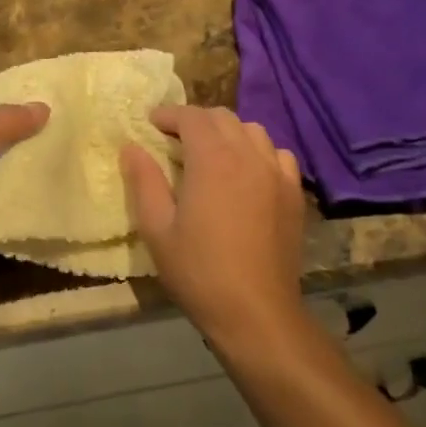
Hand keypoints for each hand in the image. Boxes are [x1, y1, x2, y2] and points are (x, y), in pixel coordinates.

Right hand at [120, 105, 305, 343]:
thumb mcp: (157, 228)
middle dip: (195, 120)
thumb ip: (144, 181)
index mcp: (212, 159)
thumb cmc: (198, 271)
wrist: (256, 312)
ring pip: (253, 131)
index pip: (191, 117)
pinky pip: (277, 155)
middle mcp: (248, 155)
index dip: (169, 114)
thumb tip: (131, 147)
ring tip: (210, 153)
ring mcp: (277, 173)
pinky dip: (258, 152)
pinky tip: (246, 173)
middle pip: (223, 117)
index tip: (151, 124)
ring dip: (227, 133)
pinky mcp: (294, 194)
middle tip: (174, 139)